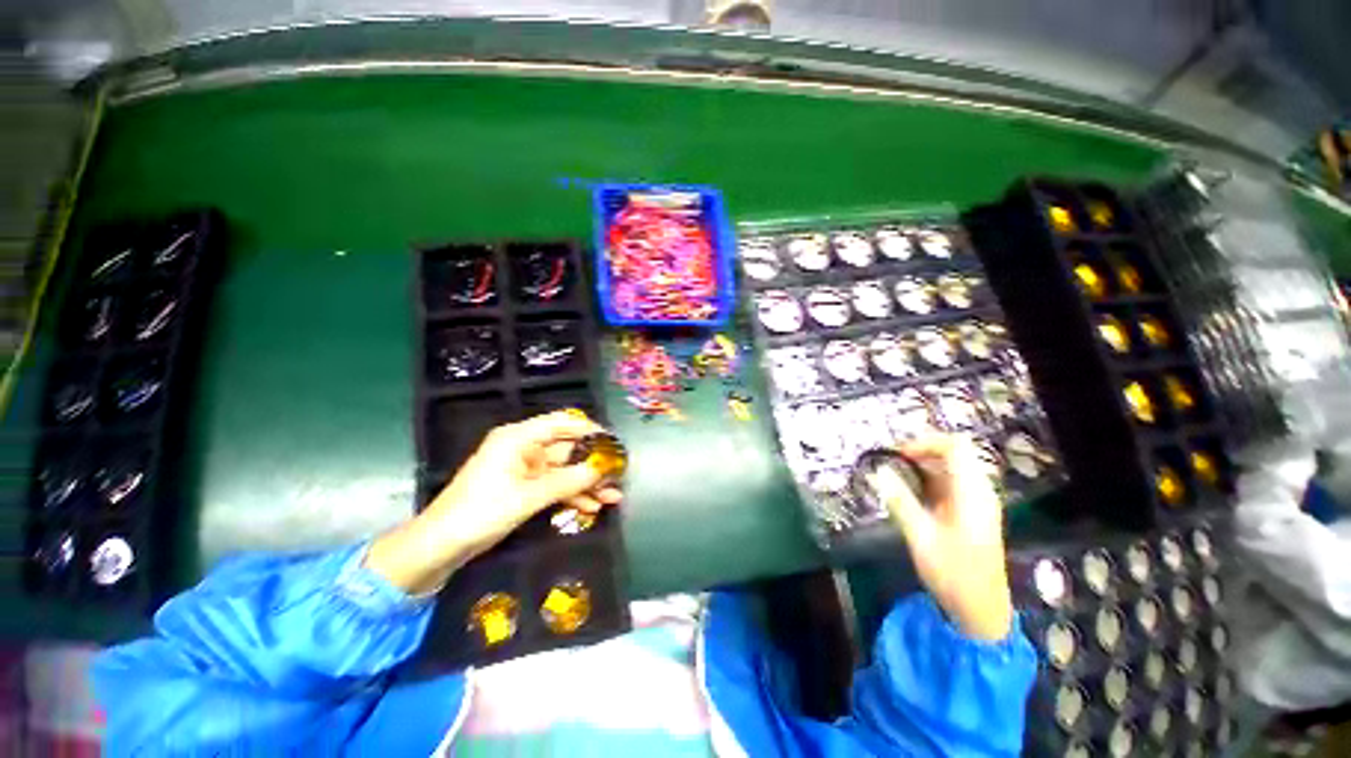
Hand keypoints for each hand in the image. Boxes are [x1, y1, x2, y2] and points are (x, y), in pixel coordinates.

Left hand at [366, 411, 622, 594]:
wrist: (441, 547)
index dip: (588, 430)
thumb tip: (601, 470)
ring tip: (613, 496)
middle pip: (567, 450)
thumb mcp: (527, 496)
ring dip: (587, 484)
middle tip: (618, 475)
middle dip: (592, 464)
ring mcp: (525, 470)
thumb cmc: (480, 512)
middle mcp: (524, 448)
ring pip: (564, 471)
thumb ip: (567, 481)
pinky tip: (593, 507)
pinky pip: (555, 487)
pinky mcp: (524, 488)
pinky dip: (572, 496)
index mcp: (518, 438)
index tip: (612, 442)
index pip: (561, 423)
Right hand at [885, 435, 1013, 640]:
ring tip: (895, 473)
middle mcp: (979, 491)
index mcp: (972, 493)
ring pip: (952, 468)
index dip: (926, 442)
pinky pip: (950, 483)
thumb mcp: (921, 536)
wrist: (981, 610)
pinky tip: (909, 491)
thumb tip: (878, 472)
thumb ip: (899, 500)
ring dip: (923, 465)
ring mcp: (977, 502)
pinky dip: (929, 479)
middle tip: (891, 460)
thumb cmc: (953, 573)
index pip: (955, 446)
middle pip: (954, 453)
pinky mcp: (971, 513)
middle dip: (921, 451)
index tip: (898, 452)